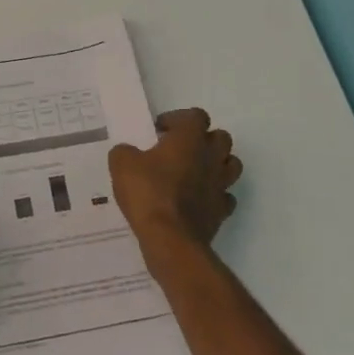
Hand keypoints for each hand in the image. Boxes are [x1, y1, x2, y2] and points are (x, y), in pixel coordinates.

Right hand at [109, 108, 242, 274]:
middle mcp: (211, 157)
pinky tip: (198, 201)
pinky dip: (215, 196)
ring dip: (216, 165)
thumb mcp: (122, 164)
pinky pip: (225, 197)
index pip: (196, 116)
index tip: (159, 132)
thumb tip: (128, 152)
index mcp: (190, 138)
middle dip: (203, 140)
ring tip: (194, 173)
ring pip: (231, 165)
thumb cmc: (147, 192)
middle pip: (221, 137)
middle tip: (179, 150)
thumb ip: (125, 151)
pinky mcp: (222, 211)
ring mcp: (220, 184)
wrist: (169, 238)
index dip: (178, 119)